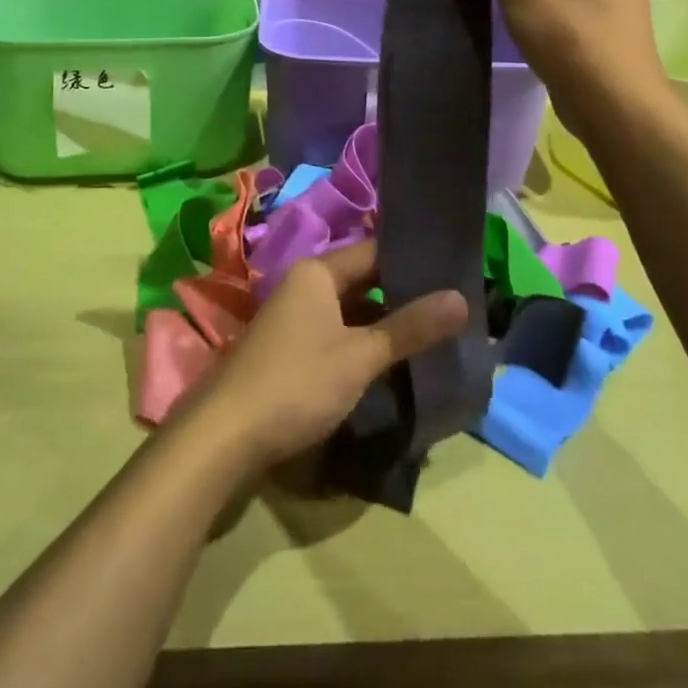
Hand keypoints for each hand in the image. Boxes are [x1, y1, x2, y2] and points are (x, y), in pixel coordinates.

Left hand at [184, 241, 467, 472]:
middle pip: (363, 280)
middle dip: (403, 295)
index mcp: (317, 272)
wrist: (226, 434)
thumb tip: (462, 298)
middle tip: (451, 308)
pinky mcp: (290, 349)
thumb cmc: (297, 382)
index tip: (454, 272)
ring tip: (431, 335)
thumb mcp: (360, 355)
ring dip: (384, 322)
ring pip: (350, 310)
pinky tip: (391, 362)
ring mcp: (294, 318)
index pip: (375, 252)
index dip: (413, 261)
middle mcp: (304, 285)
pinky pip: (336, 333)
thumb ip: (410, 328)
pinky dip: (363, 342)